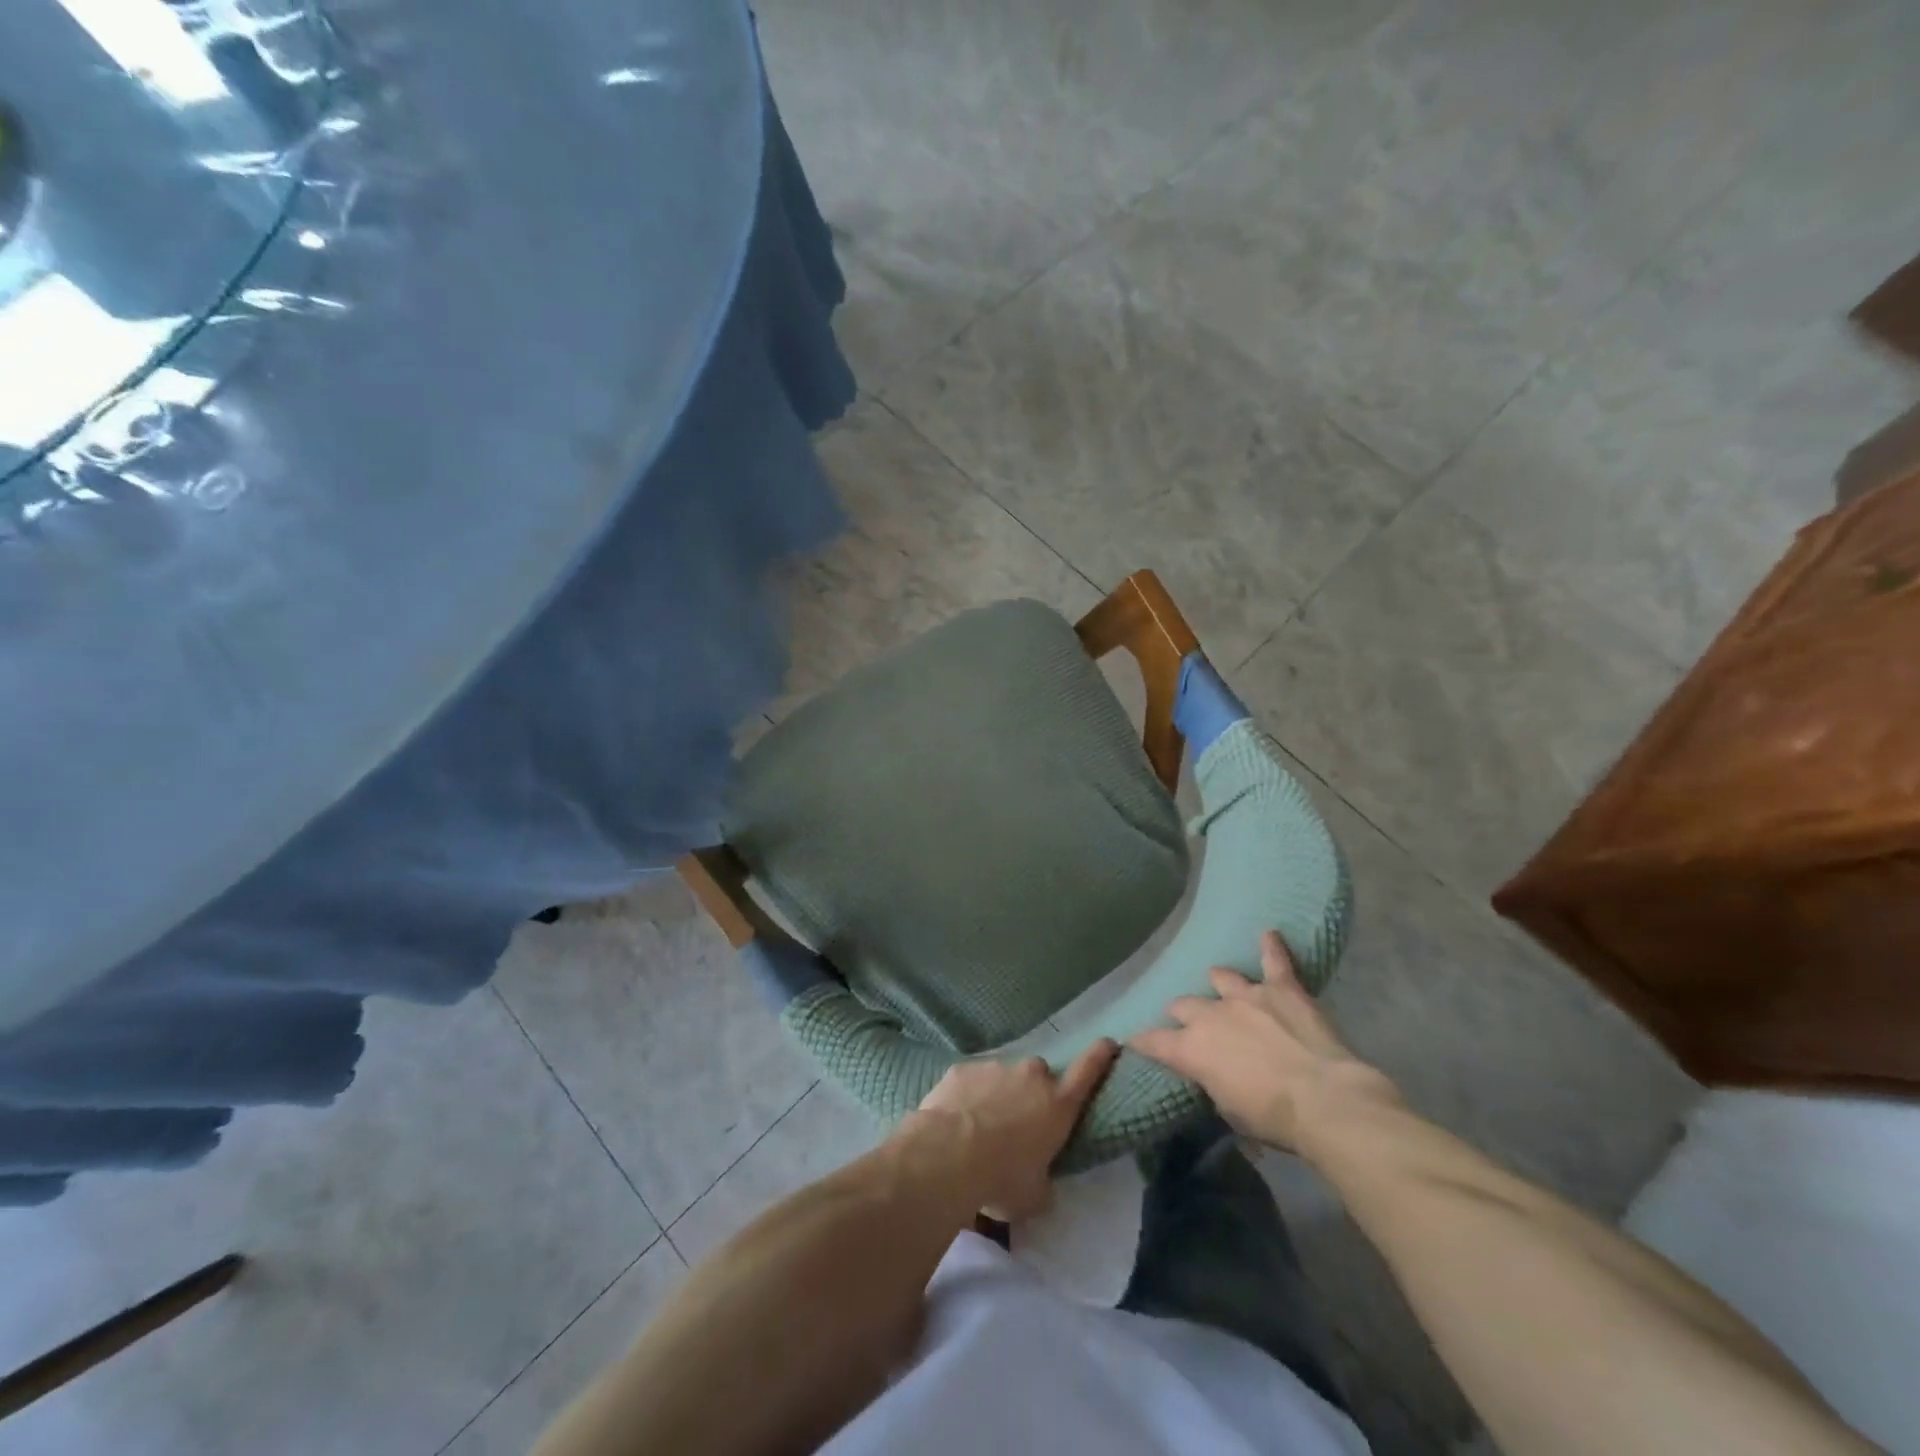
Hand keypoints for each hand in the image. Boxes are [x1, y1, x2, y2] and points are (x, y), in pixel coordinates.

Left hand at [907, 1040, 1117, 1220]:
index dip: (1100, 1057)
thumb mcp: (1034, 1195)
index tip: (1108, 1042)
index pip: (1087, 1072)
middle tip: (1019, 1120)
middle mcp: (1031, 1077)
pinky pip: (972, 1080)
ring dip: (998, 1094)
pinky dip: (969, 1095)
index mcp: (1057, 1105)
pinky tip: (956, 1119)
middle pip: (1040, 1075)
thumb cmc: (1001, 1179)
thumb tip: (1040, 1180)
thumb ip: (1044, 1181)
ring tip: (980, 1126)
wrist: (948, 1155)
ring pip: (1003, 1076)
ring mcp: (996, 1068)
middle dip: (1033, 1091)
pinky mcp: (963, 1068)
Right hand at [1130, 930, 1400, 1153]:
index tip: (1132, 1040)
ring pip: (1221, 978)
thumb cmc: (1273, 1118)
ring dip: (1218, 983)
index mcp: (1192, 1049)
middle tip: (1186, 1021)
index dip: (1141, 1041)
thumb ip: (1215, 1086)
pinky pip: (1274, 960)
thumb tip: (1216, 1079)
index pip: (1153, 1041)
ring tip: (1220, 984)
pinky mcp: (1282, 988)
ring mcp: (1246, 995)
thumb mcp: (1231, 1113)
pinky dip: (1271, 947)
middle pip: (1184, 1005)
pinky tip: (1269, 934)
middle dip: (1181, 1012)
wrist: (1324, 1099)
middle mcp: (1211, 1014)